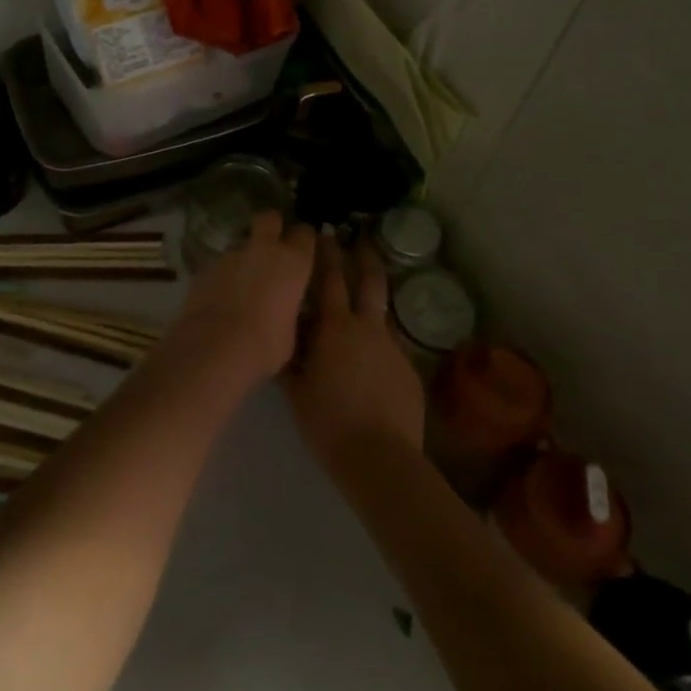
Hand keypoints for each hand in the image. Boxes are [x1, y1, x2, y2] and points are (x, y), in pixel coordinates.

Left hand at [169, 211, 317, 390]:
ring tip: (243, 283)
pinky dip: (224, 275)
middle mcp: (263, 250)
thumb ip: (288, 309)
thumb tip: (283, 309)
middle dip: (272, 226)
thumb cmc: (265, 345)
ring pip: (242, 244)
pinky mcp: (205, 266)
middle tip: (273, 246)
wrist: (214, 348)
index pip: (305, 234)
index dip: (304, 240)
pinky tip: (222, 297)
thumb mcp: (291, 332)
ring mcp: (231, 255)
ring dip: (245, 257)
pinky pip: (221, 264)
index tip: (304, 250)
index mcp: (293, 262)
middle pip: (269, 219)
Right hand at [281, 232, 424, 475]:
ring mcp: (393, 349)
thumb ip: (289, 358)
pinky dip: (378, 346)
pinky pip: (390, 349)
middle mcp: (368, 328)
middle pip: (370, 282)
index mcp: (335, 327)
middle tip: (360, 239)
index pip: (329, 278)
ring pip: (382, 315)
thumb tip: (280, 337)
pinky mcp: (409, 372)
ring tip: (363, 305)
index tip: (322, 233)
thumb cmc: (328, 421)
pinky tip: (370, 365)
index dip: (326, 253)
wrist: (380, 458)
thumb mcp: (296, 389)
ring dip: (373, 304)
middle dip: (364, 257)